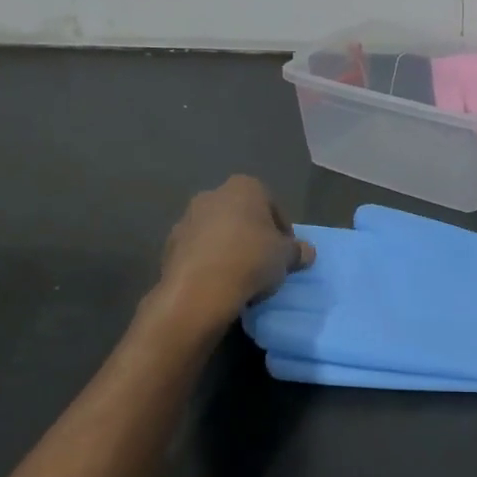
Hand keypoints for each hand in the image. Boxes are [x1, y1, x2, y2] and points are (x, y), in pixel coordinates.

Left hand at [159, 176, 313, 316]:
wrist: (199, 290)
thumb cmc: (251, 260)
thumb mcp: (286, 257)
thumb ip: (298, 251)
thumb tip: (307, 252)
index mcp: (244, 187)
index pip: (272, 205)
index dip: (282, 231)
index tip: (285, 253)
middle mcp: (212, 194)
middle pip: (242, 216)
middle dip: (252, 236)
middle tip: (264, 263)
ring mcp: (187, 219)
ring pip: (217, 233)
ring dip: (228, 249)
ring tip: (241, 277)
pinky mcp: (169, 245)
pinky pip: (198, 252)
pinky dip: (209, 263)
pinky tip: (218, 284)